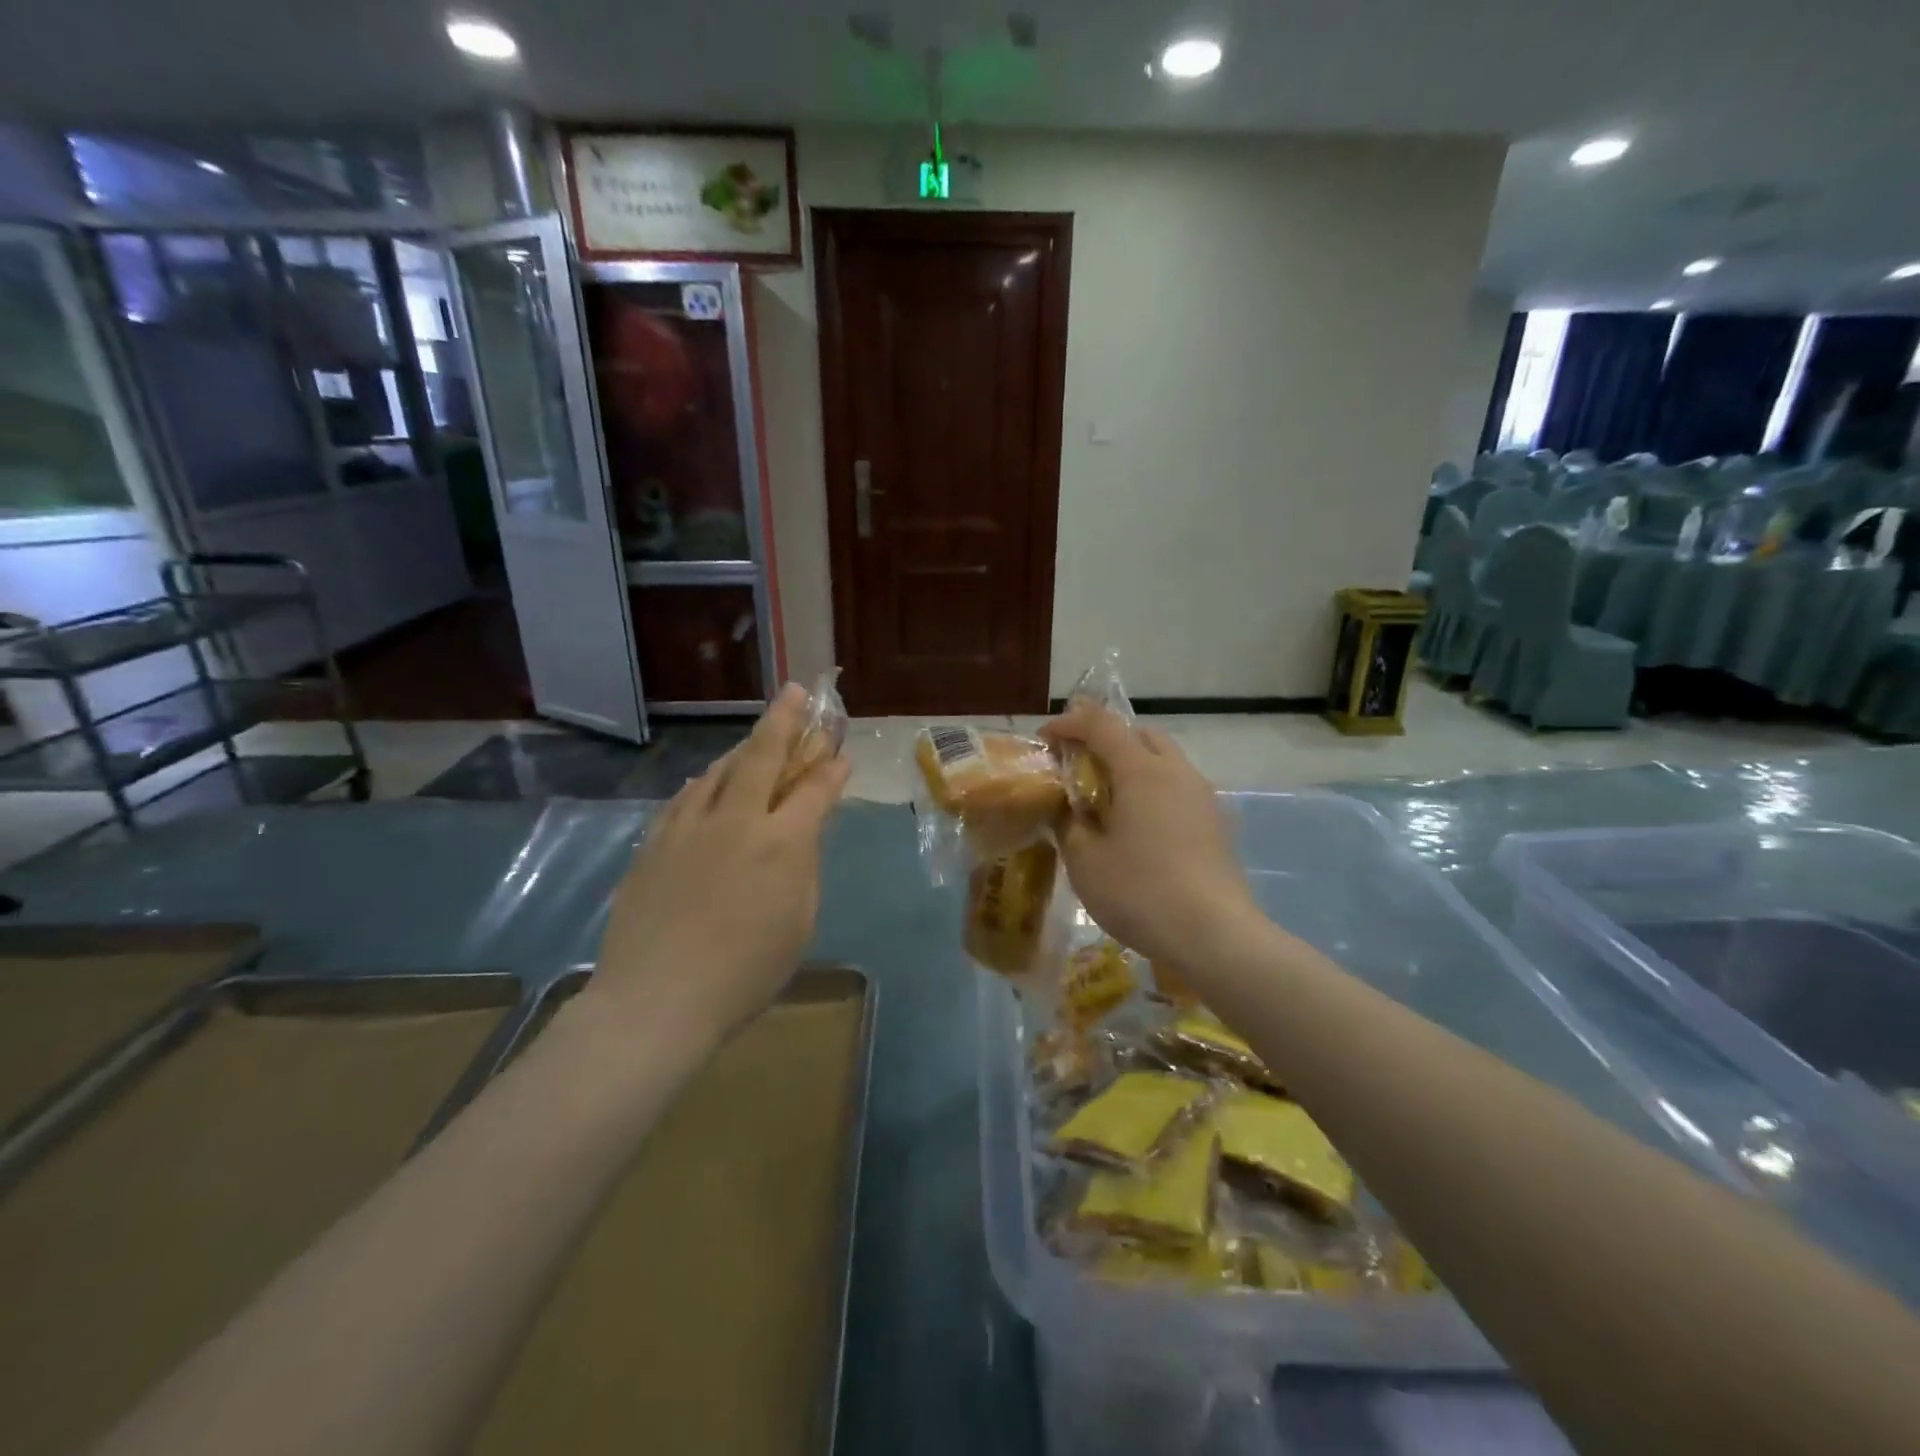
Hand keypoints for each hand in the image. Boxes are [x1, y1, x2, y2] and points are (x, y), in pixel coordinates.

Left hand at [586, 683, 852, 1046]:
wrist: (657, 999)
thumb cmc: (745, 972)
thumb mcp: (799, 923)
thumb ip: (804, 868)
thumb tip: (803, 833)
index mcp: (782, 843)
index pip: (815, 790)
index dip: (831, 769)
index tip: (841, 754)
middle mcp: (737, 820)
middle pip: (763, 756)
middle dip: (784, 720)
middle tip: (795, 692)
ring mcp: (690, 826)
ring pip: (720, 770)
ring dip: (744, 748)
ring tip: (756, 736)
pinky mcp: (655, 841)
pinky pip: (686, 797)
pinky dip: (706, 782)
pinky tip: (708, 781)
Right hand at [1041, 706, 1258, 968]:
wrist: (1214, 935)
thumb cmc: (1140, 892)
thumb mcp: (1085, 860)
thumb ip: (1069, 823)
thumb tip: (1068, 808)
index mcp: (1141, 771)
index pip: (1101, 724)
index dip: (1069, 723)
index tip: (1045, 739)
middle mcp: (1177, 772)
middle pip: (1140, 734)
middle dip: (1106, 739)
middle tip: (1079, 767)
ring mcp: (1203, 796)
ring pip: (1164, 761)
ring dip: (1133, 765)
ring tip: (1108, 800)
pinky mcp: (1217, 823)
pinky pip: (1179, 789)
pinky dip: (1154, 791)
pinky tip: (1140, 828)